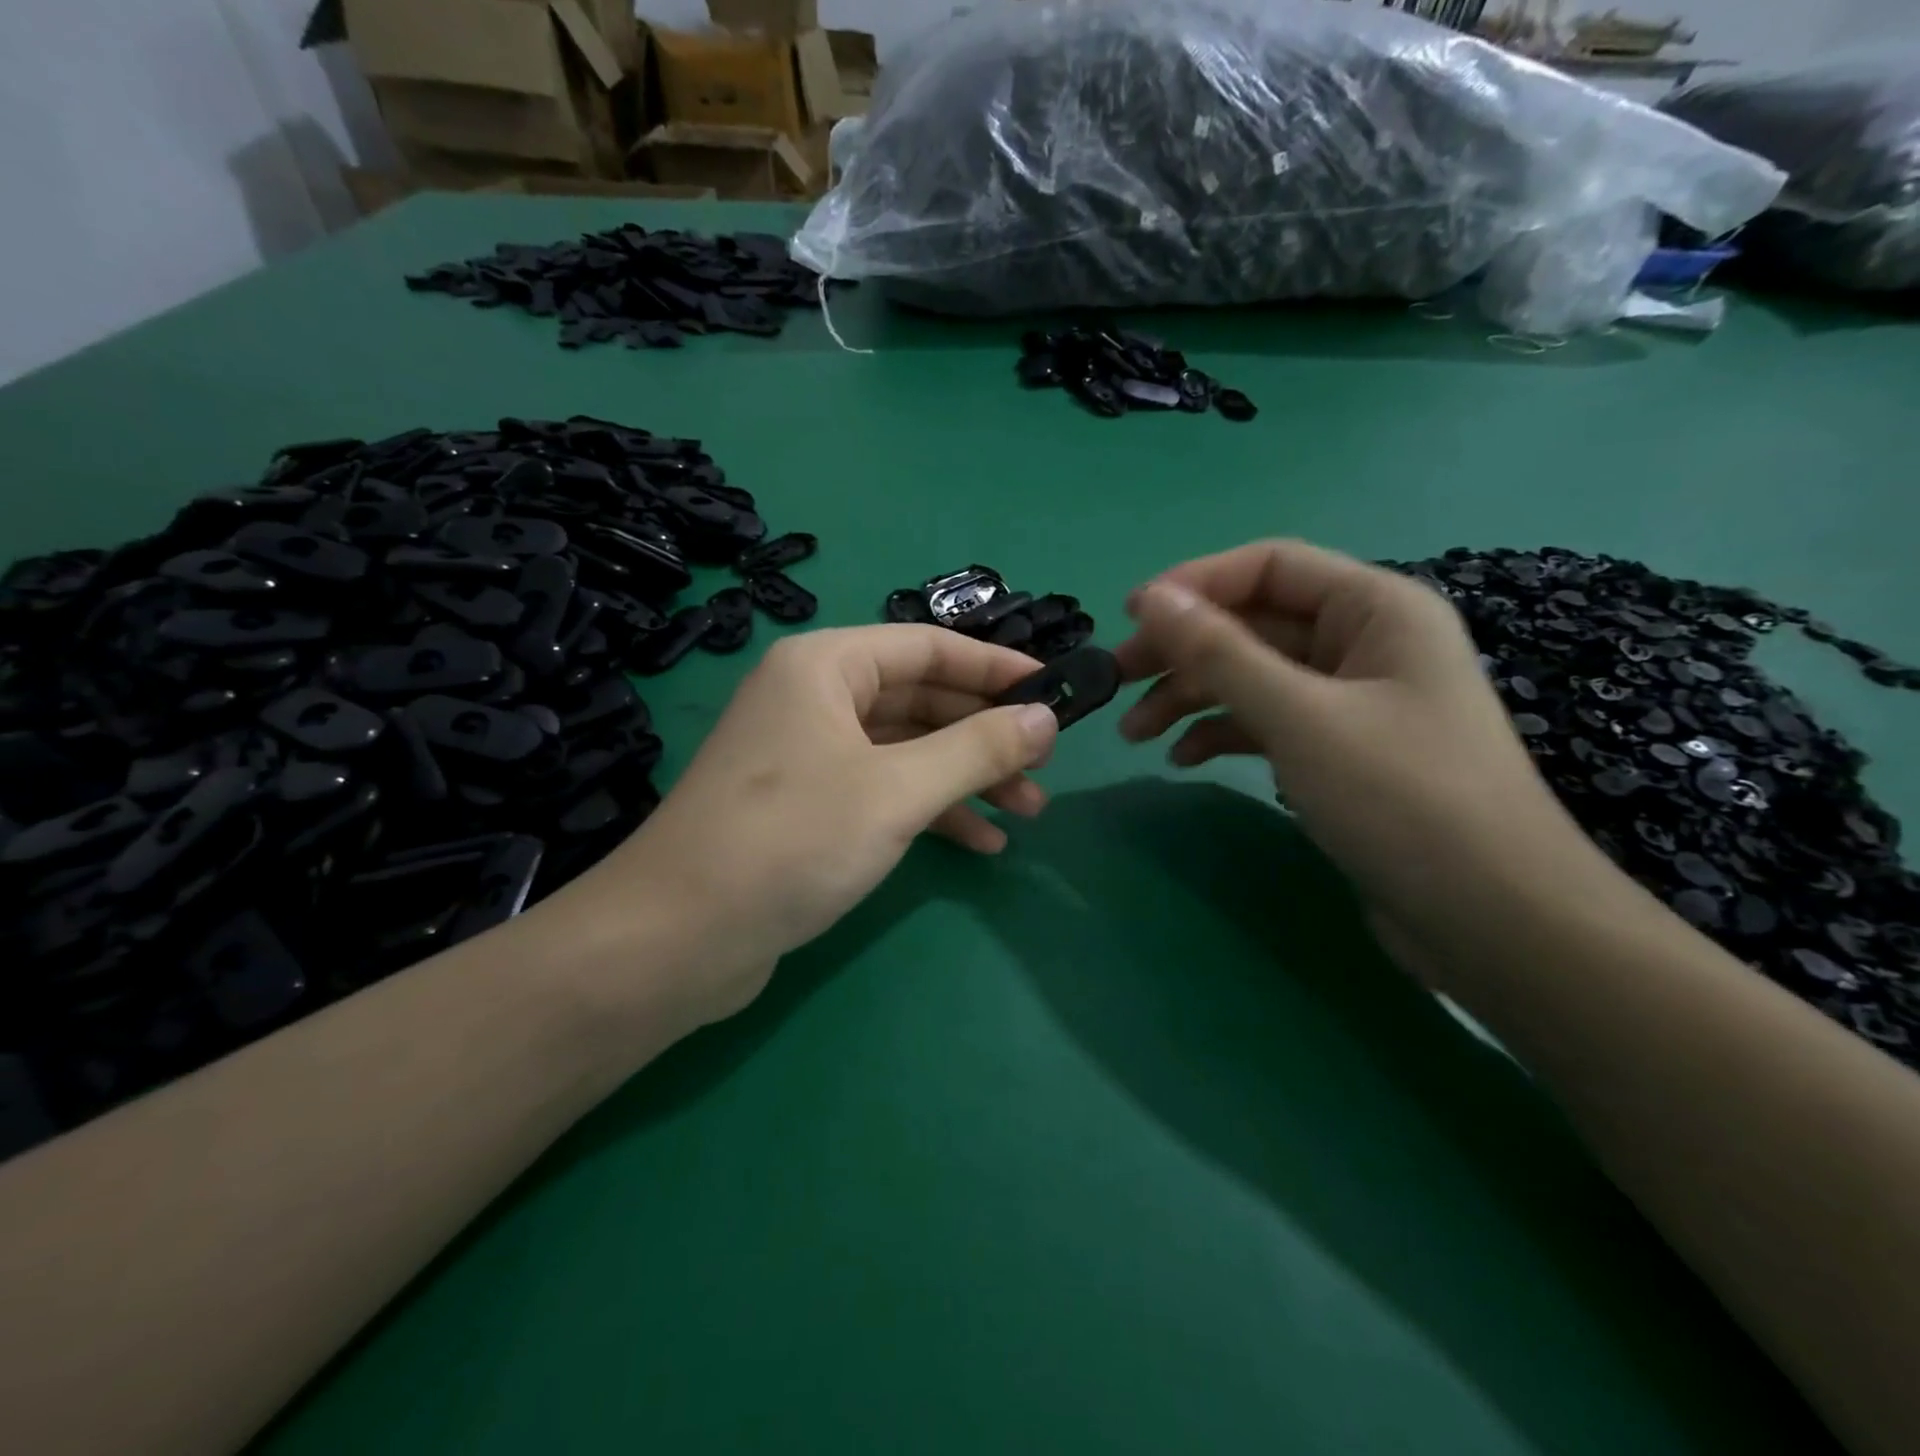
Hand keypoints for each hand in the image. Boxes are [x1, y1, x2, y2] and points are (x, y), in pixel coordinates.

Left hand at [578, 626, 1058, 1025]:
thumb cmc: (791, 841)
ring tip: (1027, 811)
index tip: (1055, 692)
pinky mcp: (807, 807)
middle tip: (1044, 767)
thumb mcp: (897, 790)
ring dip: (966, 778)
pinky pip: (884, 791)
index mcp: (826, 666)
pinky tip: (980, 845)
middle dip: (985, 734)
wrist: (679, 939)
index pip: (928, 647)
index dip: (996, 667)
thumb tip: (1046, 717)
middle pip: (920, 699)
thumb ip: (977, 748)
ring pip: (906, 750)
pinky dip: (931, 812)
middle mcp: (815, 698)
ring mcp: (809, 754)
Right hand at [1114, 539, 1603, 950]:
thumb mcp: (1299, 715)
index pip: (1268, 567)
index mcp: (1374, 608)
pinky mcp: (1339, 752)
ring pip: (1253, 677)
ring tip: (1135, 733)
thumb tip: (1151, 599)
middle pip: (1253, 624)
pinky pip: (1267, 722)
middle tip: (1115, 681)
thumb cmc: (1401, 798)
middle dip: (1182, 650)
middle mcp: (1363, 643)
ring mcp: (1351, 701)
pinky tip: (1182, 760)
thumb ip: (1220, 652)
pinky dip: (1222, 733)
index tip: (1128, 617)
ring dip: (1191, 697)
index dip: (1194, 584)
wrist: (1490, 919)